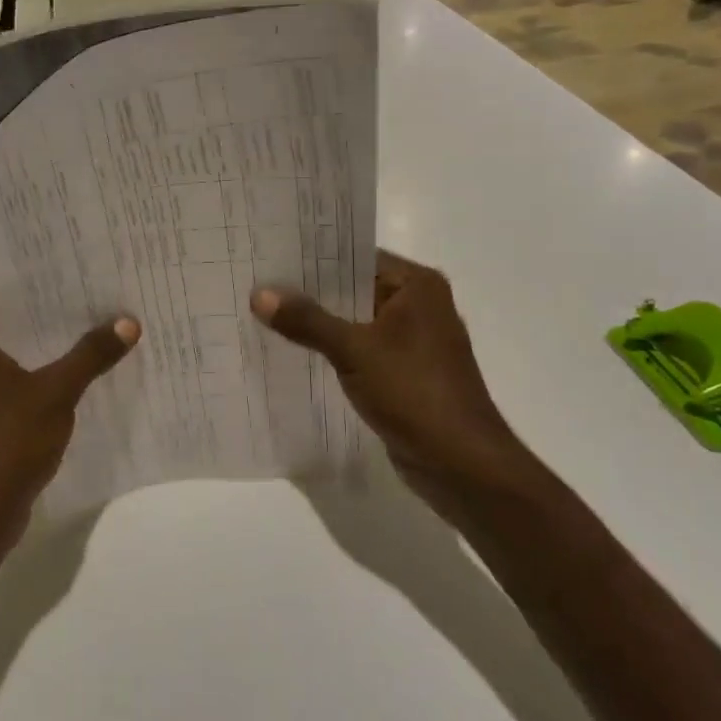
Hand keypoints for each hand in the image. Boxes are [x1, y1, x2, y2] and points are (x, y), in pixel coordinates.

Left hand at [0, 314, 140, 546]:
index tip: (89, 283)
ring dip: (60, 361)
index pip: (14, 304)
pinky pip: (27, 396)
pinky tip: (89, 386)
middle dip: (64, 328)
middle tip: (108, 308)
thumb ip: (91, 355)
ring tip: (106, 341)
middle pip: (24, 335)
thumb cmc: (7, 441)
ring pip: (27, 367)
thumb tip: (128, 321)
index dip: (51, 295)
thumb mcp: (56, 392)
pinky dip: (52, 391)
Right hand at [250, 250, 528, 509]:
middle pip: (353, 287)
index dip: (312, 257)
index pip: (355, 256)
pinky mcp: (405, 372)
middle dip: (309, 291)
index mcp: (416, 285)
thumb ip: (307, 320)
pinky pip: (360, 349)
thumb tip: (259, 294)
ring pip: (355, 320)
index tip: (270, 255)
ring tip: (265, 313)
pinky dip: (333, 349)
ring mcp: (413, 340)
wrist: (462, 465)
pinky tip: (294, 350)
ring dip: (319, 322)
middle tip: (258, 282)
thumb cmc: (414, 393)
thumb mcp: (354, 350)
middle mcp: (418, 305)